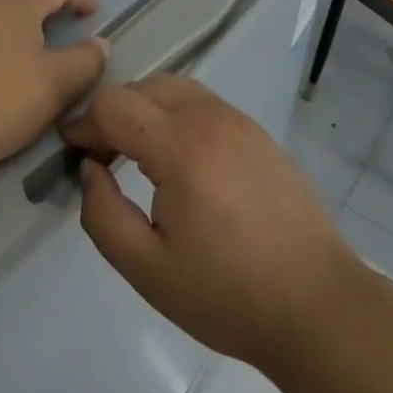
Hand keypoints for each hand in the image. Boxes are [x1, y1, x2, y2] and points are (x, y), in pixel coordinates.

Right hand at [63, 77, 360, 376]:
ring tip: (137, 155)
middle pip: (142, 87)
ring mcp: (238, 119)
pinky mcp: (257, 131)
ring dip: (145, 109)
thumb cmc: (229, 295)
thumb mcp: (148, 271)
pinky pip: (202, 102)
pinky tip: (179, 158)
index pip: (114, 104)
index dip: (85, 124)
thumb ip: (103, 216)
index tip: (74, 153)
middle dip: (113, 114)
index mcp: (180, 146)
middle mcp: (208, 117)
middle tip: (103, 158)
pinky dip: (176, 114)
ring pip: (173, 88)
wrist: (318, 306)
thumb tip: (90, 170)